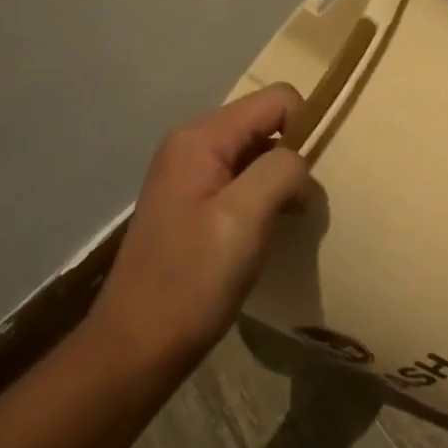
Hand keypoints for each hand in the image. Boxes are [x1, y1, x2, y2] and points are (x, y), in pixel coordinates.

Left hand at [89, 84, 309, 373]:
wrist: (137, 347)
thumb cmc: (193, 279)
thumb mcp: (244, 217)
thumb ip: (281, 170)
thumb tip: (300, 158)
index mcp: (201, 138)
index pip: (277, 100)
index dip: (305, 127)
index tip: (310, 176)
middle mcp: (192, 144)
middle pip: (266, 123)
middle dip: (293, 155)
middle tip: (300, 204)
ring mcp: (190, 174)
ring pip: (258, 153)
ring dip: (281, 180)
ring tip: (287, 220)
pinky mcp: (193, 202)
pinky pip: (243, 179)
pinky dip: (264, 196)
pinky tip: (266, 230)